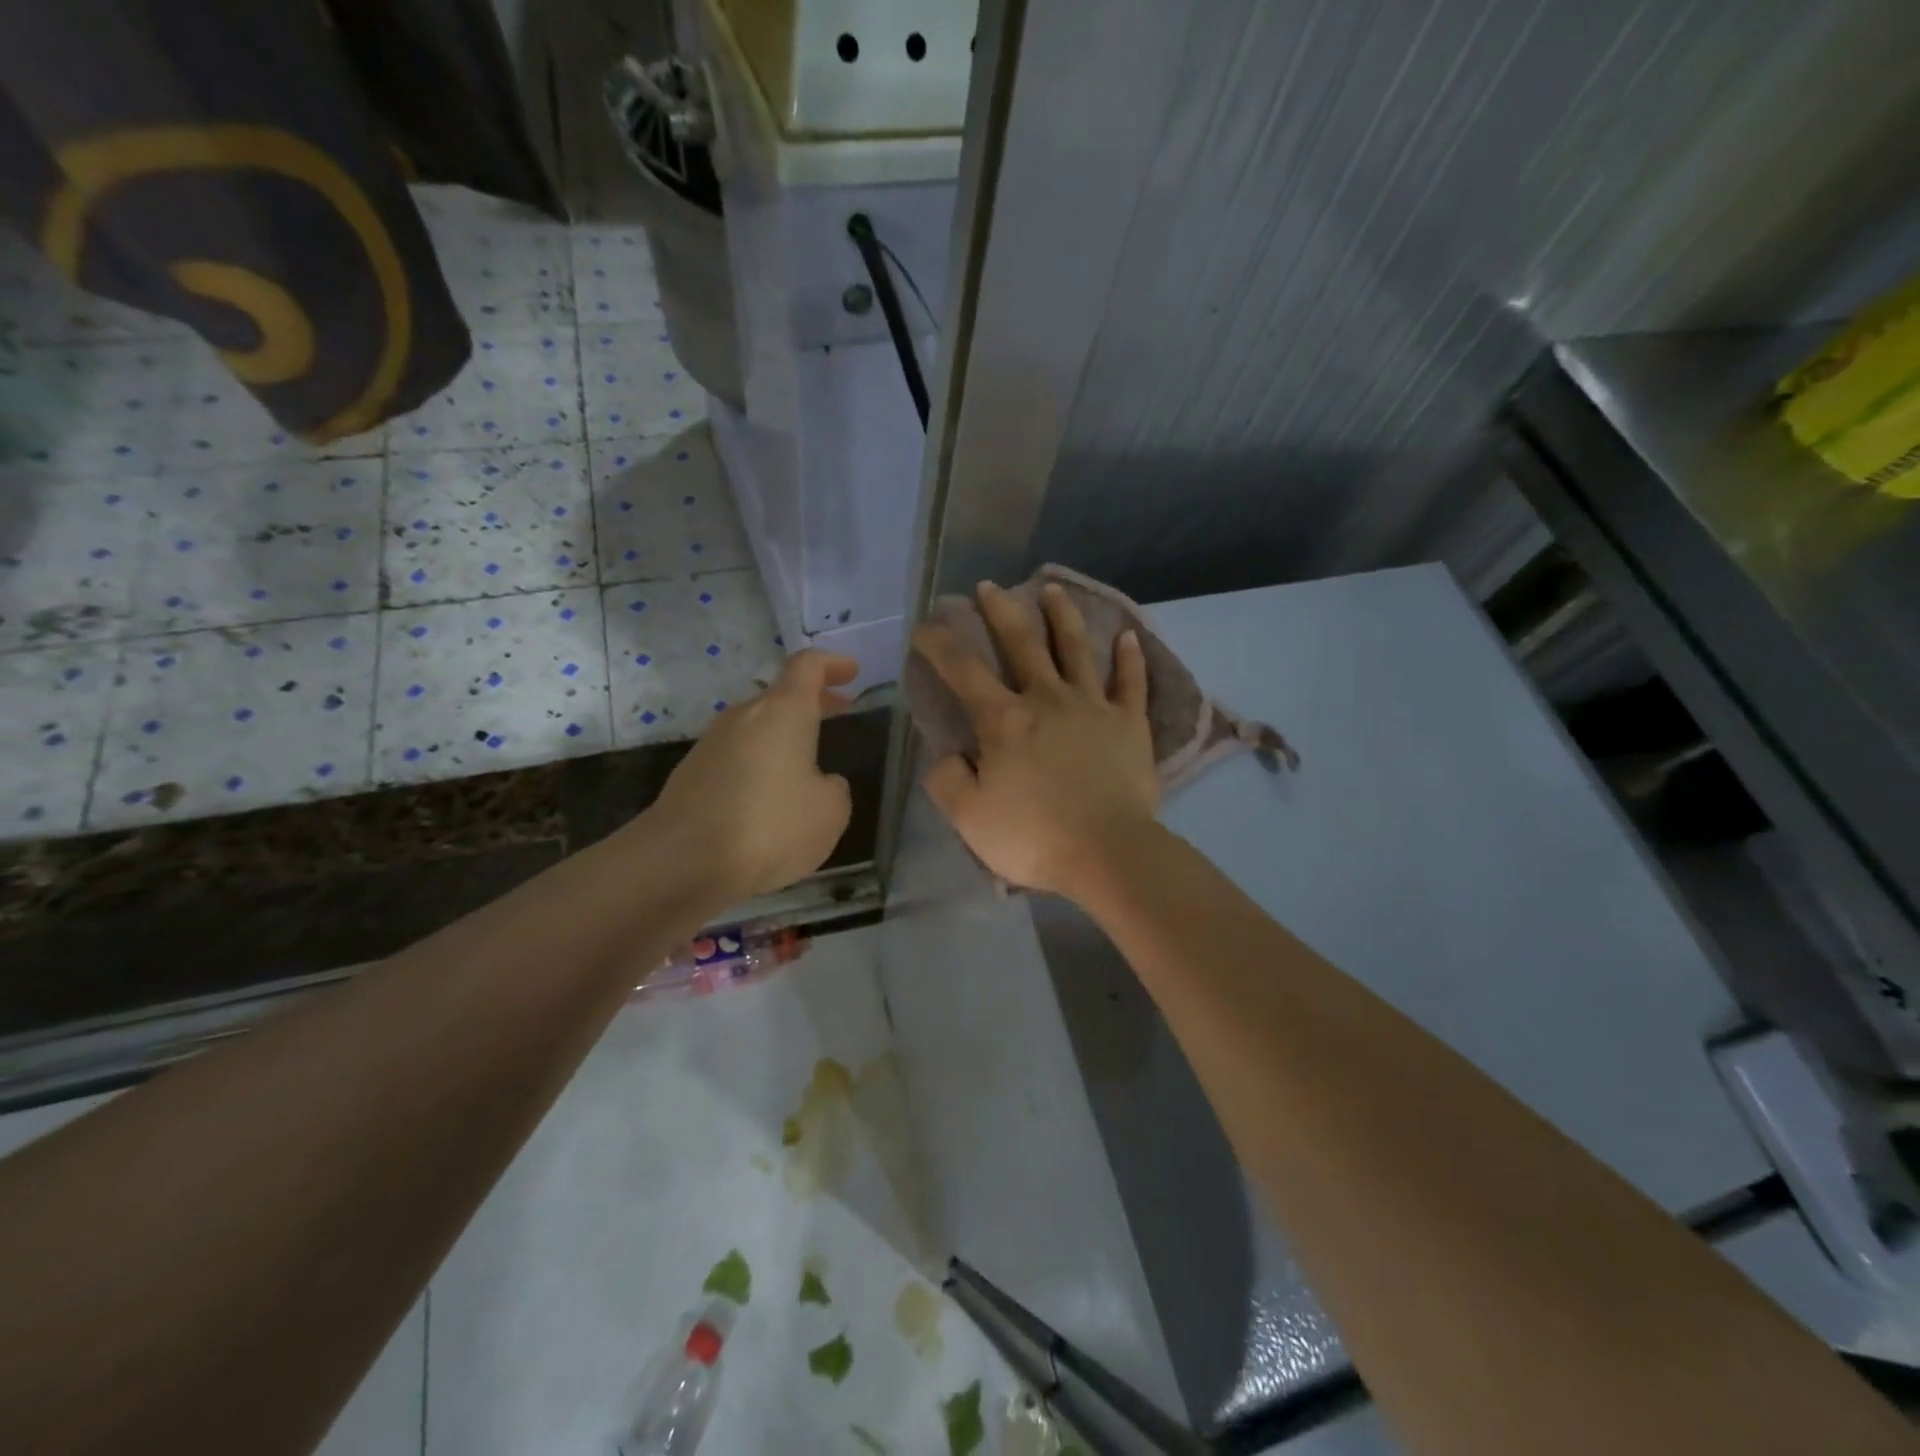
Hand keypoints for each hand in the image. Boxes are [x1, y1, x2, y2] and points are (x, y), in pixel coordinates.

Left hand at [644, 650, 857, 901]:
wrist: (682, 862)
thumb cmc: (769, 826)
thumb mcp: (830, 812)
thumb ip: (834, 787)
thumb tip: (819, 782)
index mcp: (783, 712)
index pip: (807, 666)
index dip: (832, 664)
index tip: (852, 671)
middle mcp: (744, 717)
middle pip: (780, 695)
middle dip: (812, 701)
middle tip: (840, 709)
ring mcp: (712, 744)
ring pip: (757, 726)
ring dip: (785, 734)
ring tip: (808, 760)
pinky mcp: (693, 774)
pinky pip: (738, 756)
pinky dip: (761, 762)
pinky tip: (772, 796)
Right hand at [916, 581, 1158, 896]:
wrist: (1108, 853)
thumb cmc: (1034, 837)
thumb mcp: (970, 818)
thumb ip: (948, 780)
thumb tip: (948, 754)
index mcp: (1004, 720)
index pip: (962, 670)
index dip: (939, 643)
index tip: (925, 626)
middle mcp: (1047, 698)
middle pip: (1022, 642)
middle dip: (1000, 610)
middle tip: (988, 587)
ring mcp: (1093, 705)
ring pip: (1076, 648)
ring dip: (1062, 615)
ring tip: (1053, 588)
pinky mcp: (1130, 722)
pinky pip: (1131, 682)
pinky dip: (1130, 658)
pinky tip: (1129, 636)